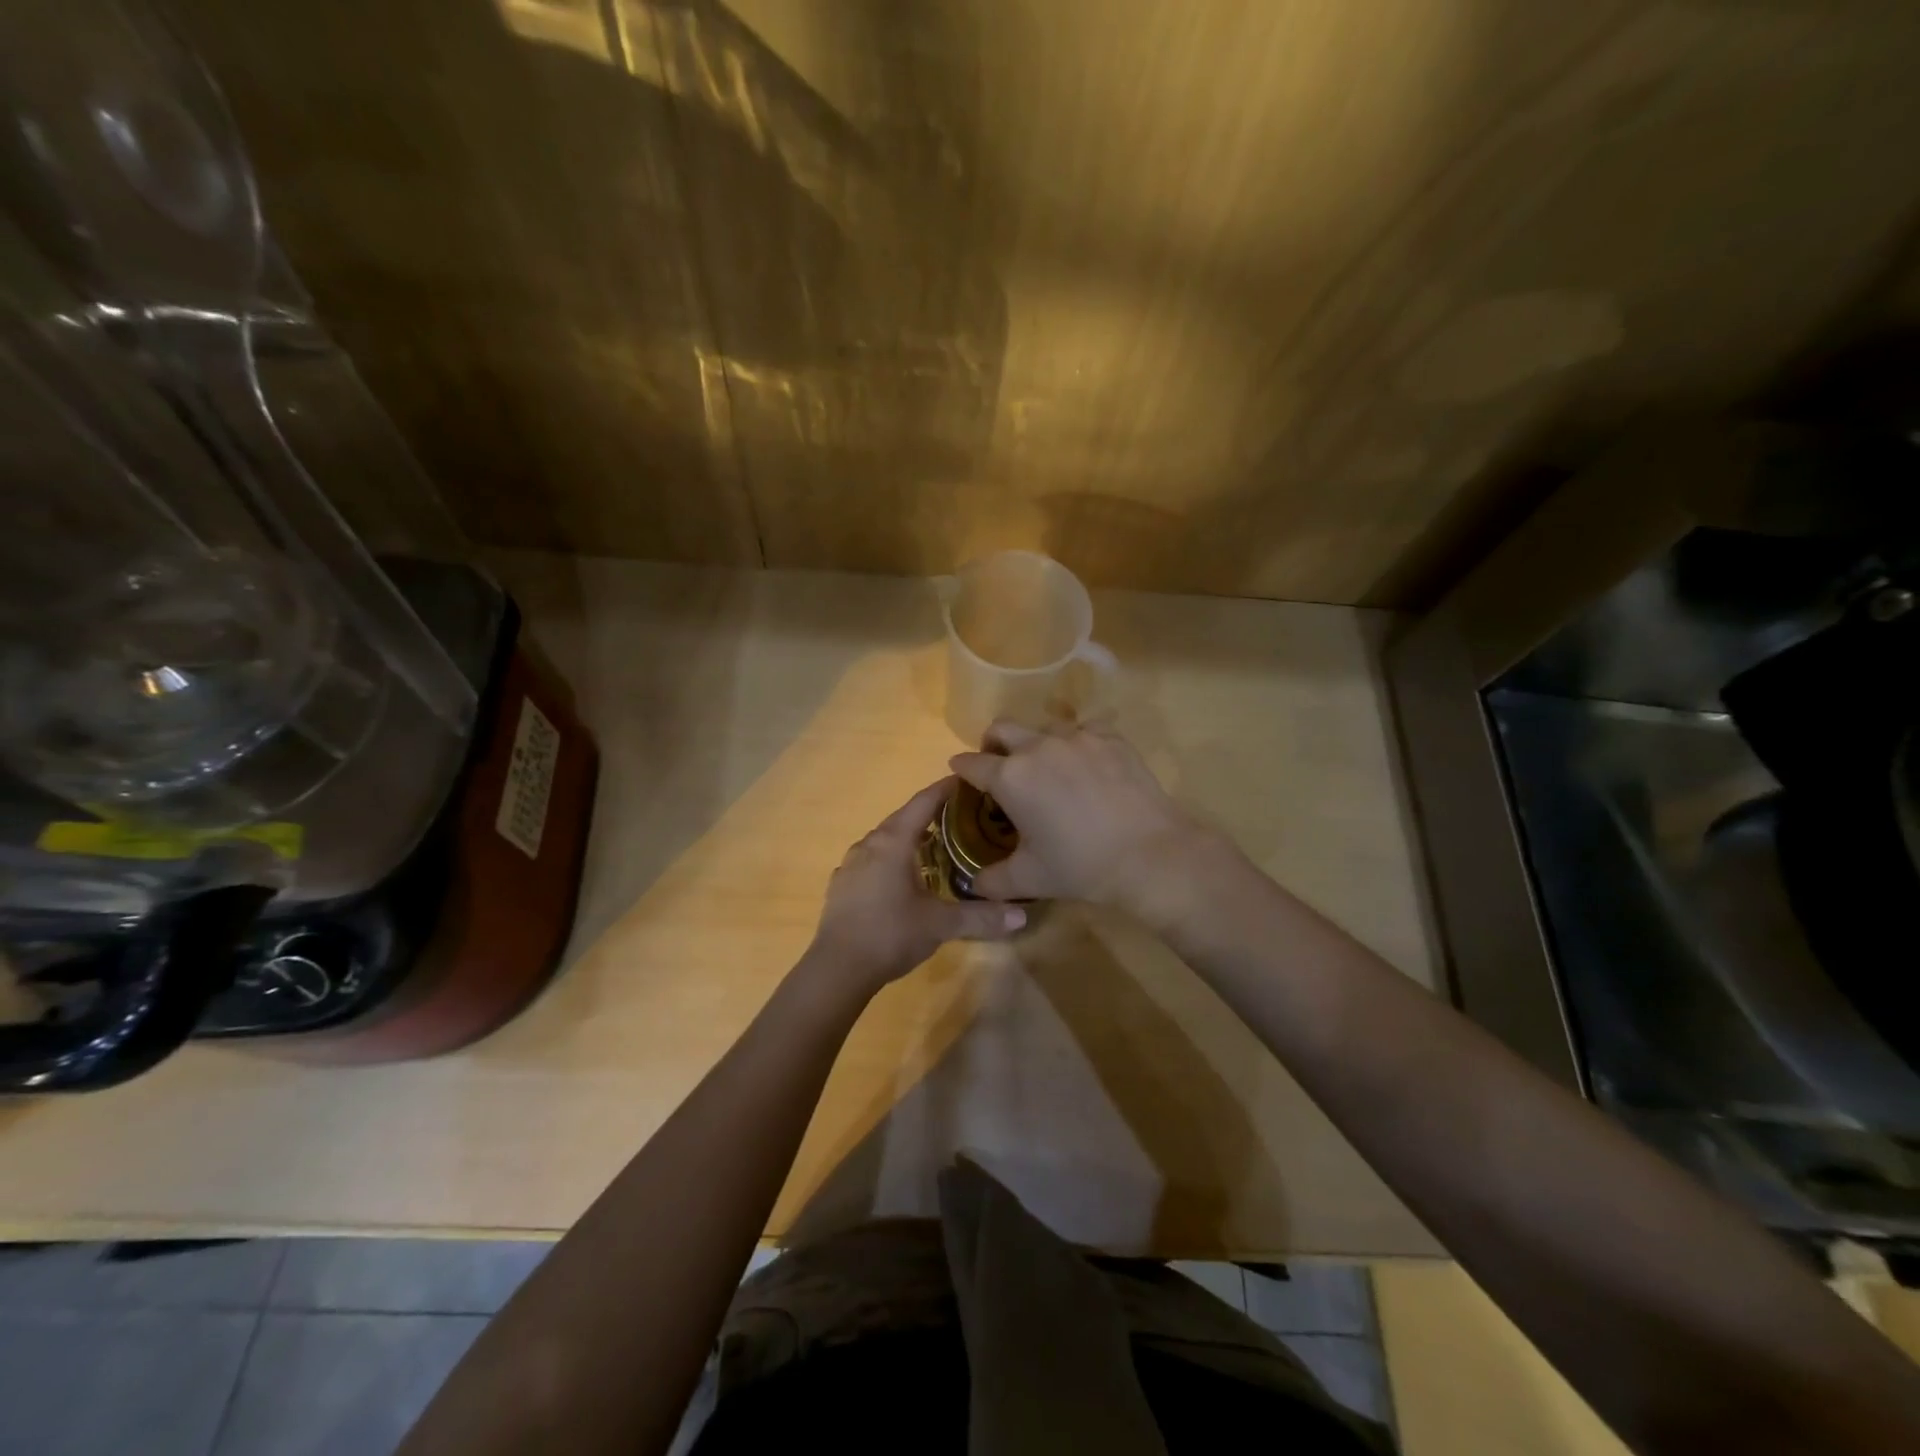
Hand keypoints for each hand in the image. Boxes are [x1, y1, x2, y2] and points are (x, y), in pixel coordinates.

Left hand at [806, 777, 1026, 994]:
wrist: (837, 968)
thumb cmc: (890, 934)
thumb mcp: (940, 924)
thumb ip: (980, 916)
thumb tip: (1021, 915)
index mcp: (893, 842)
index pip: (923, 802)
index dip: (945, 789)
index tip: (967, 780)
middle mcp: (869, 844)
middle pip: (903, 817)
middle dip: (931, 812)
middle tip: (960, 815)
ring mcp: (851, 864)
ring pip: (885, 839)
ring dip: (909, 836)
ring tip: (935, 844)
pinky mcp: (841, 884)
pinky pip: (871, 859)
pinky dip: (891, 858)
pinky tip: (902, 876)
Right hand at [948, 721, 1221, 913]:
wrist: (1149, 855)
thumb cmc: (1080, 867)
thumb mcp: (1028, 879)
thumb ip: (991, 881)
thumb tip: (973, 884)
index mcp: (1010, 777)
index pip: (971, 764)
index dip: (961, 769)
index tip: (960, 774)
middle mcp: (1037, 747)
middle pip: (1001, 728)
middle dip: (992, 744)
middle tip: (999, 766)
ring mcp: (1077, 737)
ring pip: (1043, 727)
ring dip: (1036, 743)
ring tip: (1049, 770)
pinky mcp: (1110, 738)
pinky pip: (1084, 730)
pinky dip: (1077, 745)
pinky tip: (1087, 767)